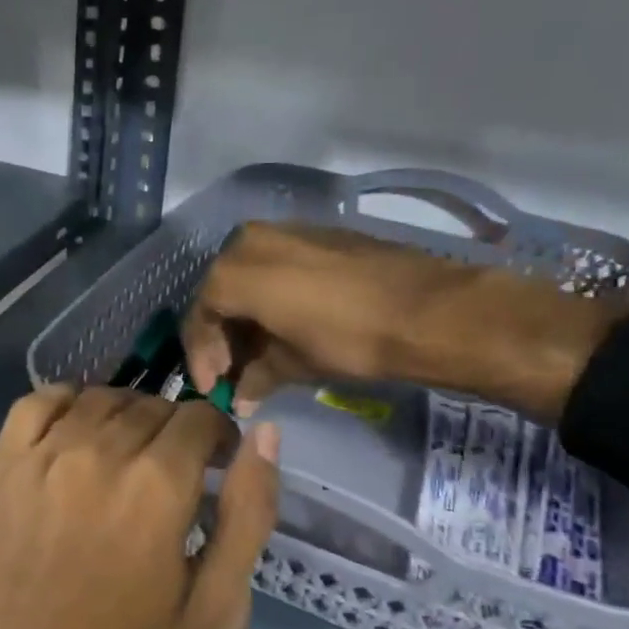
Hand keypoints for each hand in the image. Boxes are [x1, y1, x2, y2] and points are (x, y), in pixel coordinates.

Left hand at [0, 386, 279, 628]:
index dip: (219, 438)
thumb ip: (248, 515)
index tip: (218, 467)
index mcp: (157, 487)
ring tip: (127, 460)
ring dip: (126, 418)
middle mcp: (97, 454)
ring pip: (98, 400)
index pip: (201, 418)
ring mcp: (39, 459)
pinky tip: (75, 436)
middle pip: (151, 407)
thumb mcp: (215, 612)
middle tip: (174, 479)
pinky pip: (35, 404)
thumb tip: (265, 435)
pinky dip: (66, 404)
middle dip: (175, 433)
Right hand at [181, 221, 628, 421]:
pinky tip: (287, 325)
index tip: (213, 388)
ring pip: (247, 276)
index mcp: (235, 271)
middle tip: (234, 372)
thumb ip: (257, 376)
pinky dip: (271, 296)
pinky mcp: (317, 232)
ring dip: (247, 315)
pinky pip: (276, 265)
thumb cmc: (349, 340)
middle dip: (223, 335)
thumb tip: (241, 398)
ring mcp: (286, 230)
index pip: (200, 316)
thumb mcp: (294, 364)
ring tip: (260, 353)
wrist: (428, 309)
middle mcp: (250, 240)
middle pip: (220, 292)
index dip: (201, 356)